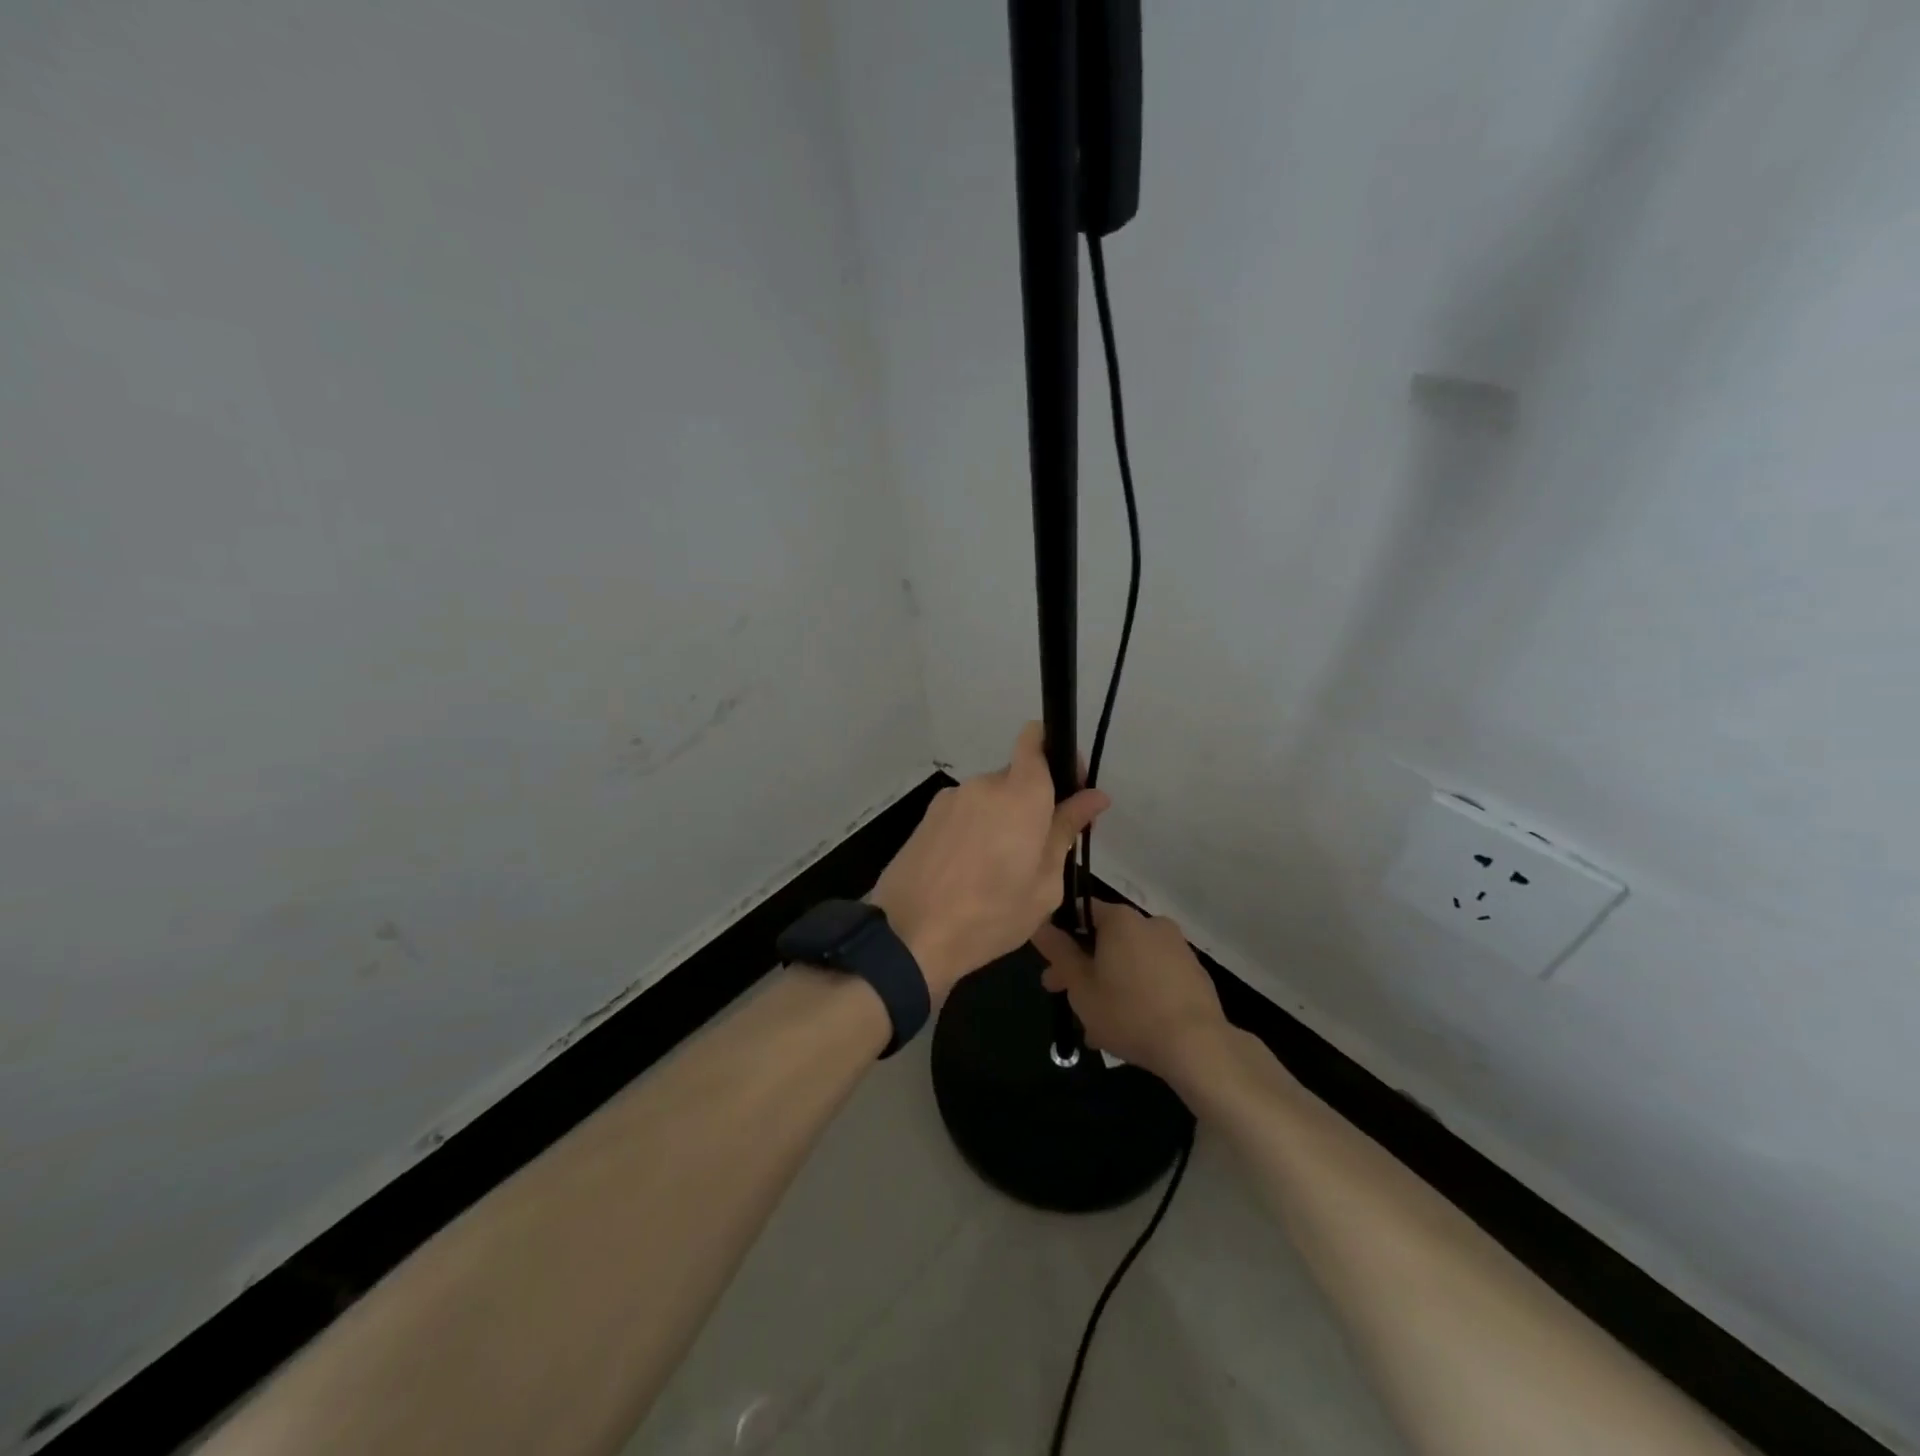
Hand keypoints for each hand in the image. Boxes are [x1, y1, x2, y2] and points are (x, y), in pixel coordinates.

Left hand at [867, 723, 1108, 1004]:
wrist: (908, 936)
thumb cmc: (990, 915)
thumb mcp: (1044, 884)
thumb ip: (1066, 831)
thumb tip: (1095, 796)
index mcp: (1020, 794)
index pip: (1035, 739)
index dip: (1056, 752)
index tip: (1069, 787)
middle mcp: (983, 785)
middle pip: (1016, 778)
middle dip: (1032, 804)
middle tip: (1039, 851)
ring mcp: (949, 799)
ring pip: (989, 800)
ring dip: (1001, 822)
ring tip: (999, 871)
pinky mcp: (926, 818)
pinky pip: (964, 815)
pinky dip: (975, 832)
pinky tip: (970, 873)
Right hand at [1033, 900, 1229, 1085]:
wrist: (1197, 1046)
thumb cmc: (1128, 1012)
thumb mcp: (1080, 986)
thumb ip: (1059, 953)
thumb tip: (1040, 925)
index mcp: (1121, 919)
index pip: (1081, 913)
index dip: (1061, 939)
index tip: (1052, 968)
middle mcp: (1150, 923)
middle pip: (1106, 939)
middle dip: (1083, 968)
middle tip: (1066, 1000)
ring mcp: (1176, 948)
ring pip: (1129, 962)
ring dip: (1109, 985)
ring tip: (1096, 1027)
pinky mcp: (1193, 973)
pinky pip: (1153, 976)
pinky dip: (1137, 992)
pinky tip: (1128, 1027)